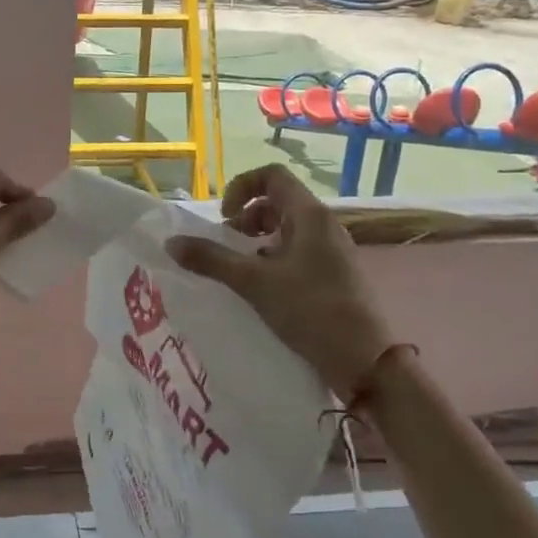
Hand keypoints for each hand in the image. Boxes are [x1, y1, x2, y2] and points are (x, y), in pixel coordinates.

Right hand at [166, 164, 395, 403]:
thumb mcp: (254, 283)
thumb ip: (211, 259)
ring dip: (259, 239)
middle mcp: (324, 225)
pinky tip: (265, 287)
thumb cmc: (311, 311)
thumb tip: (172, 242)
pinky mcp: (336, 274)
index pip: (272, 176)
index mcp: (310, 215)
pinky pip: (299, 251)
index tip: (224, 217)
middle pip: (278, 201)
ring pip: (288, 228)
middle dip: (246, 217)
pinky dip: (275, 257)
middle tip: (229, 244)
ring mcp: (333, 250)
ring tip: (242, 267)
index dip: (241, 187)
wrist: (366, 361)